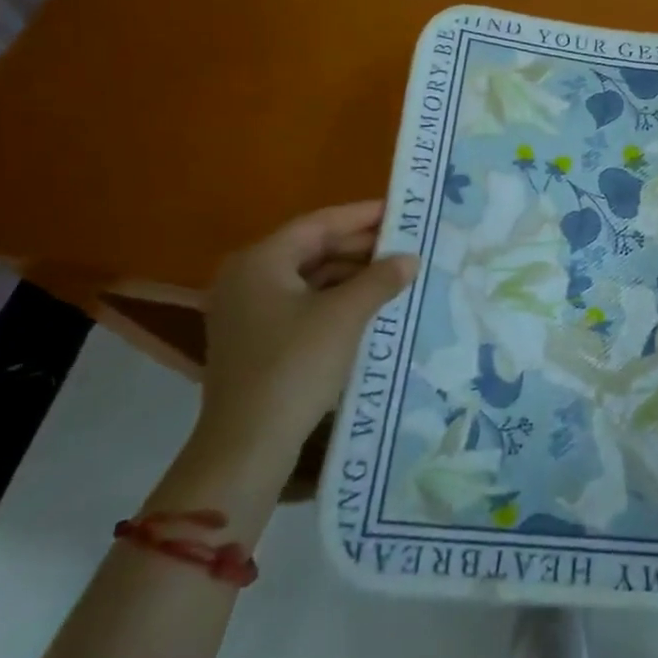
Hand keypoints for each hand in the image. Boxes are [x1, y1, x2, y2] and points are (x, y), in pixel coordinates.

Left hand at [201, 203, 417, 443]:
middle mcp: (247, 278)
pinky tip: (370, 305)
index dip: (363, 215)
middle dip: (360, 247)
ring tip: (395, 274)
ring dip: (351, 275)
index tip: (401, 212)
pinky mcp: (257, 340)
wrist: (247, 445)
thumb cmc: (294, 365)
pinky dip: (335, 300)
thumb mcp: (345, 316)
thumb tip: (409, 258)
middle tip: (405, 244)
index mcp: (261, 261)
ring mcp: (248, 311)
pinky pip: (302, 304)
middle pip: (311, 248)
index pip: (319, 223)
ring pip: (309, 278)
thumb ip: (379, 279)